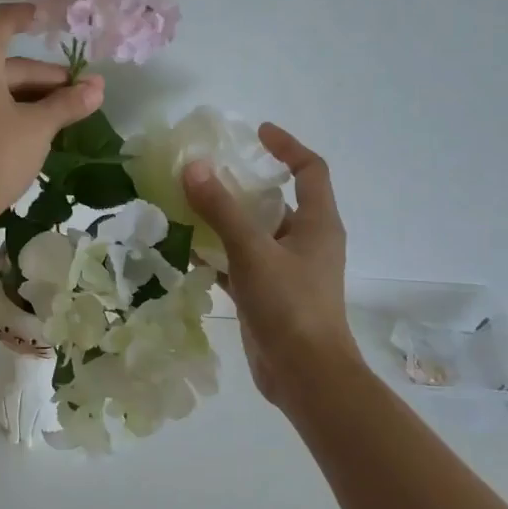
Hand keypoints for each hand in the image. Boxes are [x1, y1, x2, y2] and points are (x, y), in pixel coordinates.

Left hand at [0, 2, 105, 236]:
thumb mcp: (38, 127)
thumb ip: (67, 102)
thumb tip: (98, 87)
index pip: (3, 21)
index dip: (27, 16)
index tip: (48, 17)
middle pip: (3, 59)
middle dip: (43, 75)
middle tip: (78, 92)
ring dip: (27, 92)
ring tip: (63, 111)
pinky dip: (5, 103)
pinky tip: (32, 123)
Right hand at [183, 123, 358, 408]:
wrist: (304, 375)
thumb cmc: (289, 305)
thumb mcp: (252, 250)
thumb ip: (221, 209)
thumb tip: (194, 166)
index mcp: (318, 224)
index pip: (310, 170)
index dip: (287, 146)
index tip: (256, 133)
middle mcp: (307, 242)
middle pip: (279, 200)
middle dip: (245, 183)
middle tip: (209, 170)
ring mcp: (289, 270)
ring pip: (256, 232)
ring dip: (227, 219)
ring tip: (190, 204)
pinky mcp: (270, 295)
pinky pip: (243, 262)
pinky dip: (220, 253)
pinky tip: (189, 250)